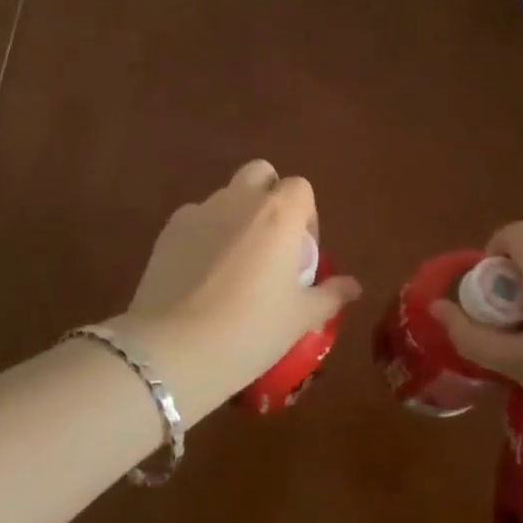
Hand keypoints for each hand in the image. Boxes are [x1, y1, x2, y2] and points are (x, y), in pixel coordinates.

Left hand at [110, 161, 360, 425]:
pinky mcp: (169, 228)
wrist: (176, 348)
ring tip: (232, 265)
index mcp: (279, 213)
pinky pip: (195, 218)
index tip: (301, 253)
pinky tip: (199, 274)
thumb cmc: (251, 330)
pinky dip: (203, 234)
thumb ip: (330, 295)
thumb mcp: (300, 319)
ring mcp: (200, 210)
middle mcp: (240, 199)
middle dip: (268, 197)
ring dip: (235, 216)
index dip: (305, 216)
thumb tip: (353, 286)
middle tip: (270, 244)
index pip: (300, 188)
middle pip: (260, 174)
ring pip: (225, 196)